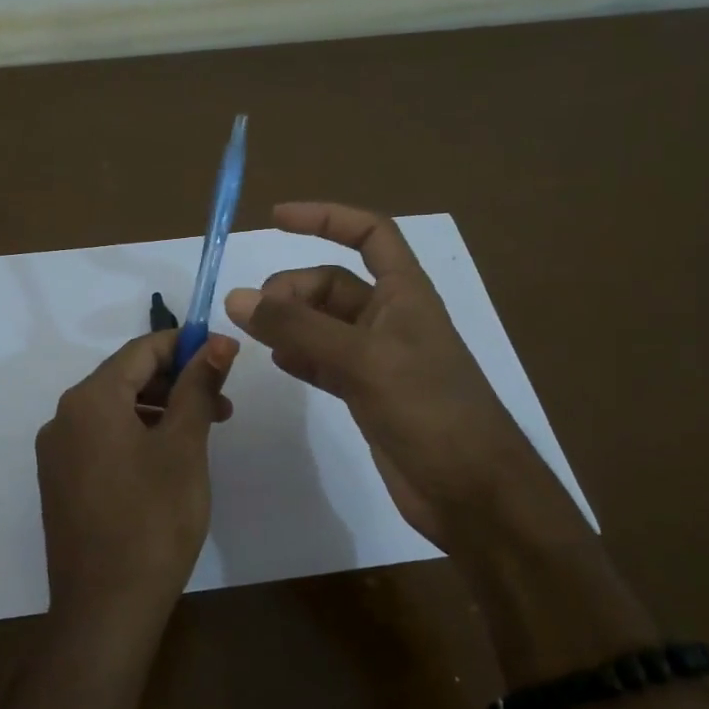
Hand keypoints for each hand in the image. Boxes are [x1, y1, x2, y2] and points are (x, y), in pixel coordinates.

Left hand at [37, 330, 238, 633]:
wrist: (106, 607)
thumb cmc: (154, 519)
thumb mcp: (184, 447)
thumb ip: (198, 387)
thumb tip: (218, 341)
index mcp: (89, 400)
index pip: (141, 350)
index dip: (185, 345)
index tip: (224, 355)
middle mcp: (63, 418)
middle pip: (125, 379)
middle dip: (176, 382)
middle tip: (222, 403)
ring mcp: (57, 454)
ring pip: (114, 412)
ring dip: (160, 412)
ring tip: (203, 433)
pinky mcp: (60, 484)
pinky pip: (101, 442)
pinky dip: (137, 437)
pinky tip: (167, 460)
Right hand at [224, 203, 590, 561]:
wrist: (470, 490)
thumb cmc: (430, 411)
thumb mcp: (363, 360)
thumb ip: (300, 328)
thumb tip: (238, 299)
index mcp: (405, 294)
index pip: (369, 234)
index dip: (326, 218)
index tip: (276, 219)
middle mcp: (391, 319)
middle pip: (333, 284)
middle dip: (292, 288)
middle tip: (255, 312)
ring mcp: (378, 359)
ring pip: (324, 325)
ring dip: (290, 322)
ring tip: (253, 333)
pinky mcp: (367, 395)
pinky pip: (324, 362)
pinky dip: (299, 357)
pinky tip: (277, 362)